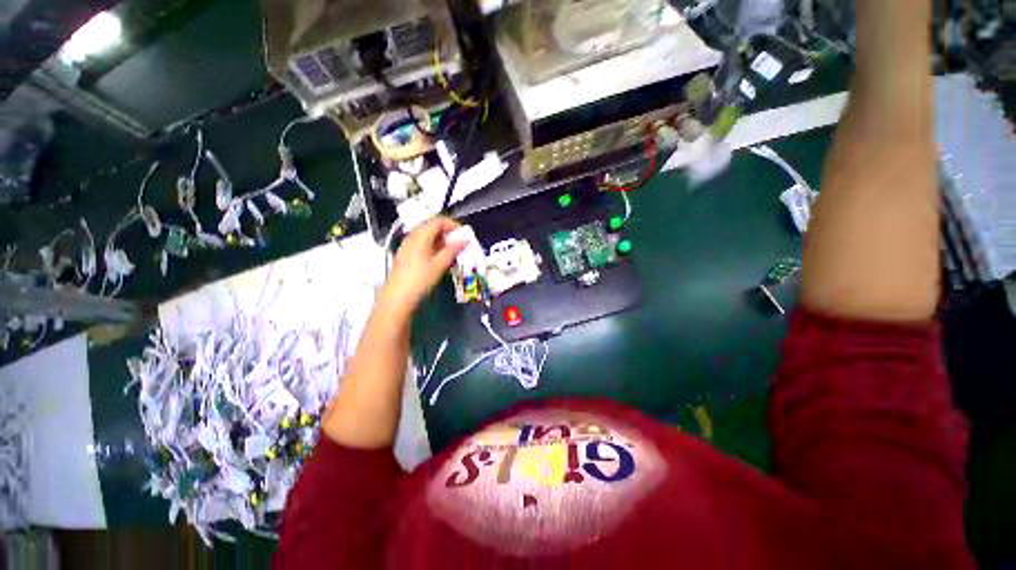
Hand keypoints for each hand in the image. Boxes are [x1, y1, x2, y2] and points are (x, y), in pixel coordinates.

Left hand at [381, 217, 463, 315]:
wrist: (398, 297)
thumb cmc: (419, 280)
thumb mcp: (439, 265)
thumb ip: (453, 250)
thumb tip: (465, 241)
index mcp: (420, 236)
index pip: (439, 221)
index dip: (453, 225)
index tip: (463, 234)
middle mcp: (412, 237)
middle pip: (432, 227)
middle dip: (448, 234)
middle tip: (458, 245)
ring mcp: (407, 246)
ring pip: (427, 237)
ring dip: (441, 242)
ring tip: (451, 254)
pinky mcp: (405, 255)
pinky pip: (422, 245)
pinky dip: (433, 248)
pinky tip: (439, 260)